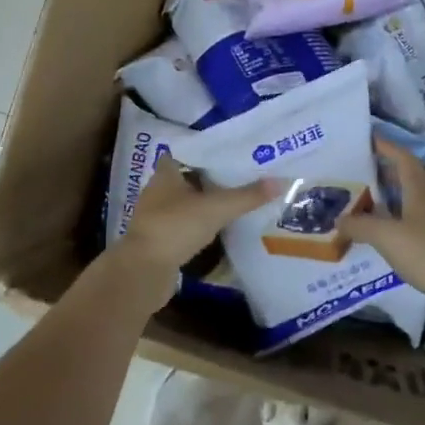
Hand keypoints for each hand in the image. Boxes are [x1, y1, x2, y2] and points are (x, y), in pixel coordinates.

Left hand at [116, 159, 277, 276]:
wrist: (143, 271)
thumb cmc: (175, 227)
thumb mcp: (216, 208)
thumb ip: (247, 196)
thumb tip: (281, 181)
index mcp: (165, 174)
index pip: (184, 154)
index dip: (204, 153)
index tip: (229, 154)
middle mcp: (157, 192)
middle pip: (186, 180)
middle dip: (209, 180)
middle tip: (240, 177)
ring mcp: (156, 218)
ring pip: (185, 205)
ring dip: (204, 205)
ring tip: (235, 203)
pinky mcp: (160, 242)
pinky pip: (183, 228)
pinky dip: (199, 228)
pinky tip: (219, 231)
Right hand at [344, 138, 424, 305]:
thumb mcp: (386, 237)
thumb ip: (360, 226)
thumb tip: (339, 219)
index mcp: (420, 189)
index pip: (403, 157)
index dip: (386, 146)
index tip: (368, 138)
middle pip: (408, 176)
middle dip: (385, 171)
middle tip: (359, 172)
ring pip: (413, 199)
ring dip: (392, 196)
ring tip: (367, 201)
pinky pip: (417, 220)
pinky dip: (399, 218)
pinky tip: (386, 232)